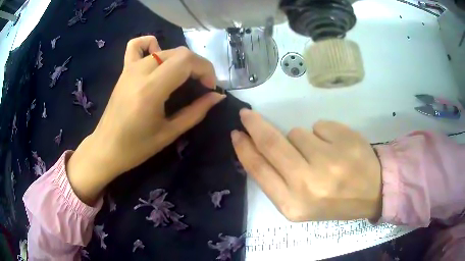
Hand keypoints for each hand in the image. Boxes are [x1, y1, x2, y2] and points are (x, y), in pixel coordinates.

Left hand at [67, 36, 224, 204]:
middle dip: (197, 66)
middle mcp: (140, 72)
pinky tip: (157, 55)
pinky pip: (136, 46)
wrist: (106, 148)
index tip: (210, 88)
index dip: (205, 69)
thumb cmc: (136, 147)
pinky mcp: (124, 70)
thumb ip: (196, 112)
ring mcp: (130, 68)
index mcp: (151, 89)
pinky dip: (151, 44)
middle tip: (201, 86)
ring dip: (181, 60)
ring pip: (165, 50)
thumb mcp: (170, 133)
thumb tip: (217, 97)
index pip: (186, 61)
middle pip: (179, 53)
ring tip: (184, 77)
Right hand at [231, 109, 381, 220]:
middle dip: (255, 125)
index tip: (236, 134)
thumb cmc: (334, 201)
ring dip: (303, 139)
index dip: (244, 149)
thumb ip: (278, 180)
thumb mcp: (301, 204)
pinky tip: (336, 148)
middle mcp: (308, 184)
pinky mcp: (344, 141)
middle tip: (247, 115)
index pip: (259, 170)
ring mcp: (329, 161)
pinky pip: (319, 125)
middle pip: (271, 144)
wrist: (372, 192)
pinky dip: (322, 133)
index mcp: (292, 205)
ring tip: (321, 154)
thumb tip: (257, 148)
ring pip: (297, 132)